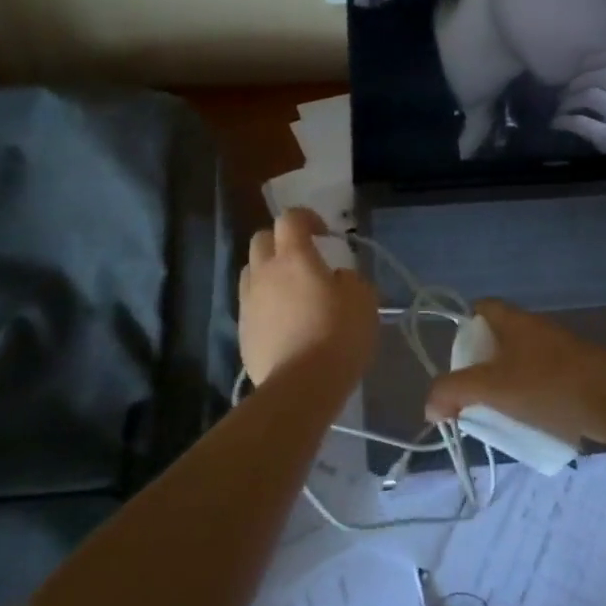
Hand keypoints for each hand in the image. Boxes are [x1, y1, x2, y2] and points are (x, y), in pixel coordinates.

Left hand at [239, 208, 378, 388]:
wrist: (301, 387)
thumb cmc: (338, 335)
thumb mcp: (363, 300)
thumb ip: (349, 279)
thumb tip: (336, 277)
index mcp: (294, 257)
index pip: (290, 218)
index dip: (306, 218)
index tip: (323, 233)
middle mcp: (264, 272)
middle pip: (262, 238)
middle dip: (281, 241)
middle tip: (303, 258)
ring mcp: (249, 302)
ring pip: (251, 271)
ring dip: (269, 271)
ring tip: (290, 291)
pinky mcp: (242, 331)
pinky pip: (251, 304)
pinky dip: (265, 303)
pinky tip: (284, 322)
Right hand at [423, 299, 605, 448]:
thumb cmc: (548, 386)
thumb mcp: (492, 389)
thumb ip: (454, 393)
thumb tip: (430, 406)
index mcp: (516, 321)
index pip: (482, 308)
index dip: (464, 326)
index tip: (457, 358)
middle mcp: (538, 328)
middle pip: (501, 337)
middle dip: (483, 364)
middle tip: (472, 392)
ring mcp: (562, 349)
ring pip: (524, 361)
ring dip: (509, 383)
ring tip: (499, 411)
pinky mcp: (580, 372)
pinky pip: (546, 378)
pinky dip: (533, 395)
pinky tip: (531, 421)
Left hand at [553, 51, 605, 152]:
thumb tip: (583, 69)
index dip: (601, 57)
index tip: (582, 65)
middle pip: (605, 74)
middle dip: (578, 81)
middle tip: (565, 92)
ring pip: (592, 95)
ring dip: (569, 100)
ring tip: (562, 108)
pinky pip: (583, 123)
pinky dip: (565, 121)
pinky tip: (558, 124)